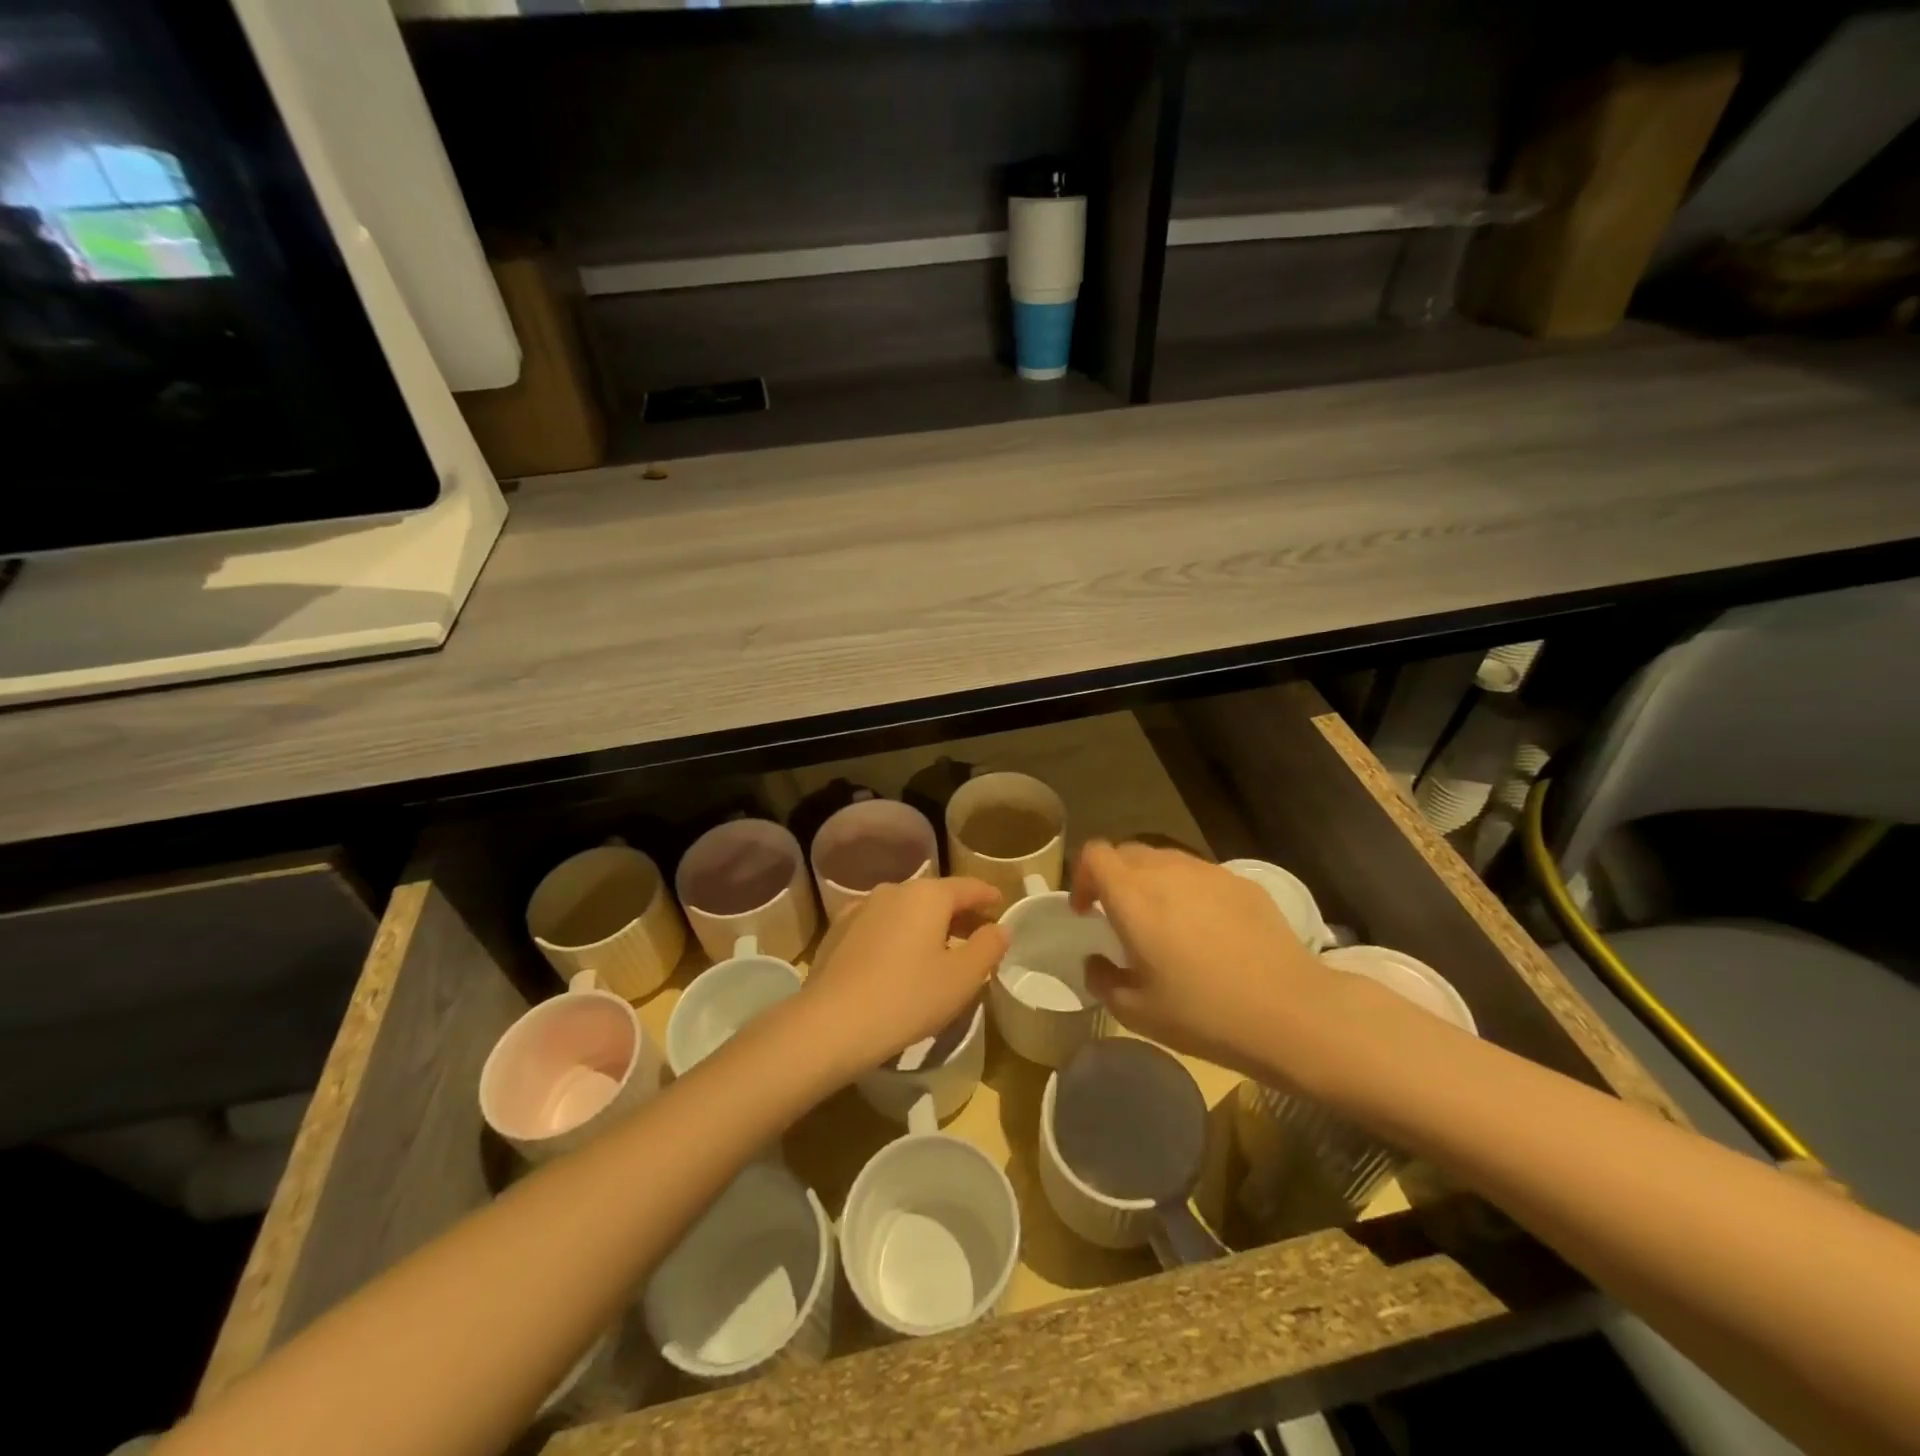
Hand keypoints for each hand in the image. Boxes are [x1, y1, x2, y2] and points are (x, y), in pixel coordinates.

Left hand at [799, 877, 1007, 1076]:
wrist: (831, 1023)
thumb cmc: (908, 997)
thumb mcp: (962, 978)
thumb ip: (988, 947)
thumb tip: (999, 928)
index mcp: (927, 895)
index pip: (968, 887)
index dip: (988, 896)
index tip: (1001, 905)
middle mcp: (894, 890)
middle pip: (936, 896)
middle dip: (959, 913)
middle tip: (977, 935)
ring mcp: (861, 908)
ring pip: (906, 910)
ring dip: (927, 925)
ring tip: (939, 951)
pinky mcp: (838, 931)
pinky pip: (880, 925)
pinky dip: (898, 935)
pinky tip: (899, 960)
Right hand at [1070, 840, 1335, 1079]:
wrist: (1291, 1012)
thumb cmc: (1204, 1014)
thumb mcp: (1137, 1012)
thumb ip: (1103, 980)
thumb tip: (1096, 961)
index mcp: (1134, 897)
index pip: (1095, 854)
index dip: (1082, 876)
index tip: (1087, 911)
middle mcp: (1167, 872)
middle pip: (1127, 852)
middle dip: (1114, 877)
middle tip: (1120, 917)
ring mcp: (1208, 872)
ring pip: (1165, 860)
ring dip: (1151, 882)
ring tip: (1163, 922)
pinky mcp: (1242, 883)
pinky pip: (1200, 874)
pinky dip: (1188, 890)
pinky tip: (1206, 930)